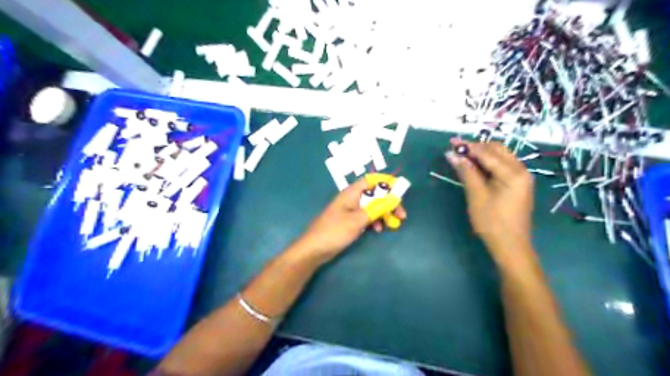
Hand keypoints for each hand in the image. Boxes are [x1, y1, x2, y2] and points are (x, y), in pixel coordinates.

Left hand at [298, 178, 407, 264]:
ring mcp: (350, 210)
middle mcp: (351, 199)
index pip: (371, 180)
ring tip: (392, 225)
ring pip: (371, 207)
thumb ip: (377, 208)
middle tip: (401, 215)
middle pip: (374, 194)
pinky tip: (377, 230)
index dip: (386, 182)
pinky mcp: (349, 221)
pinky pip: (365, 217)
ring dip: (383, 213)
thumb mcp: (358, 219)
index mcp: (351, 193)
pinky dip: (373, 221)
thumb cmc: (334, 231)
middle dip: (388, 203)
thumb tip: (395, 198)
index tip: (400, 192)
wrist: (314, 249)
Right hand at [446, 139, 536, 266]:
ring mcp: (521, 177)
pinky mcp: (518, 184)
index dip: (468, 146)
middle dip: (476, 147)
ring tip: (463, 156)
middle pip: (497, 150)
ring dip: (481, 154)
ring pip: (500, 156)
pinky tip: (475, 167)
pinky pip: (502, 166)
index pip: (487, 152)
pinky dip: (488, 163)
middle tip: (456, 149)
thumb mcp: (476, 195)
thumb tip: (453, 154)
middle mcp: (521, 170)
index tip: (451, 142)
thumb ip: (466, 172)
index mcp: (513, 173)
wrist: (510, 245)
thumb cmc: (491, 222)